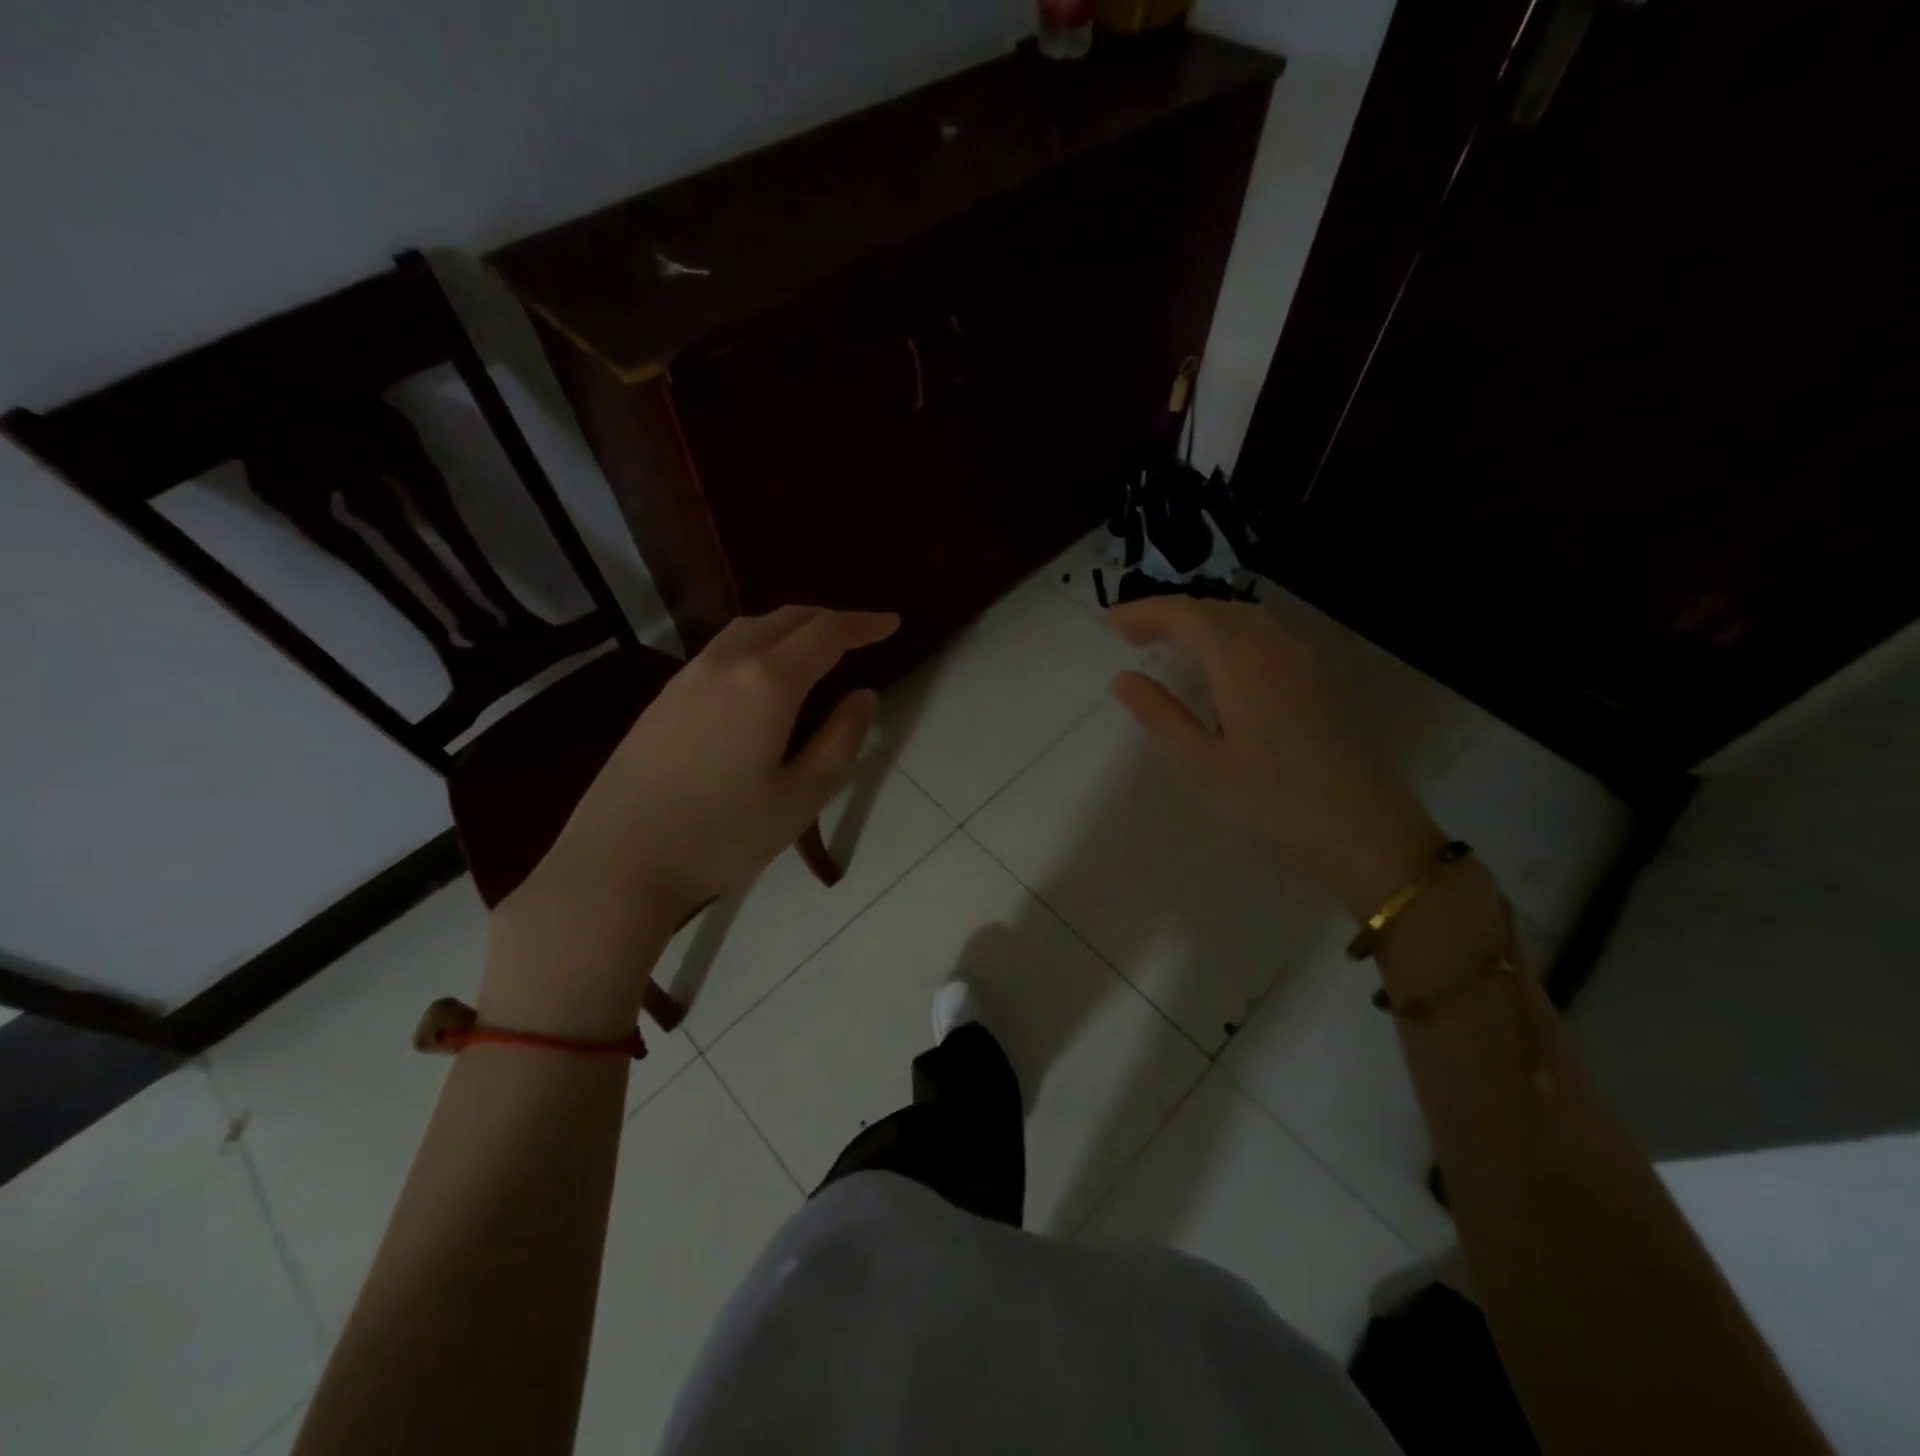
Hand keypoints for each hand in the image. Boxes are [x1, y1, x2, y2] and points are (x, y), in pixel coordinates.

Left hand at [483, 606, 897, 1033]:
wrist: (617, 864)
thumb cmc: (721, 837)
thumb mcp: (800, 798)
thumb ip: (840, 741)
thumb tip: (864, 696)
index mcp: (767, 683)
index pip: (827, 634)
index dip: (864, 624)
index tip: (892, 623)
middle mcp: (726, 663)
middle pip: (787, 619)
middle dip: (829, 619)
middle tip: (861, 634)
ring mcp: (687, 677)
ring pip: (750, 629)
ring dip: (791, 627)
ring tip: (816, 647)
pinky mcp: (664, 697)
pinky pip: (723, 649)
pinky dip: (758, 644)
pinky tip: (762, 674)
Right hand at [1106, 598, 1445, 919]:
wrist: (1362, 830)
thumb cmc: (1271, 799)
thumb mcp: (1201, 763)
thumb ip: (1160, 715)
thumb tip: (1123, 678)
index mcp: (1240, 661)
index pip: (1186, 615)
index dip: (1144, 612)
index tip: (1108, 623)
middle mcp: (1272, 648)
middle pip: (1215, 609)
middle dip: (1169, 613)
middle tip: (1129, 633)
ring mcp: (1300, 663)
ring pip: (1242, 619)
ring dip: (1200, 621)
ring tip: (1166, 641)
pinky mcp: (1314, 682)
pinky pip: (1262, 636)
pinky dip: (1227, 634)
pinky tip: (1218, 662)